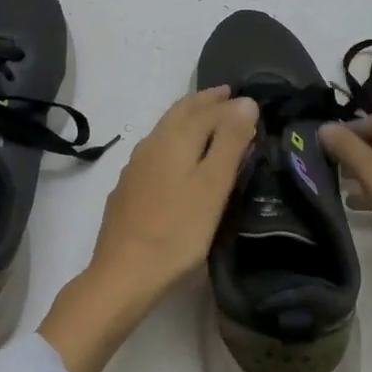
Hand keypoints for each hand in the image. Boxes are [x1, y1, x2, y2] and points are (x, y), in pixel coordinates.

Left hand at [40, 87, 257, 371]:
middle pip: (180, 112)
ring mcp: (135, 167)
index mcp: (173, 139)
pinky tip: (178, 159)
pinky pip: (156, 151)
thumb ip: (230, 142)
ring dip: (189, 120)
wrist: (123, 274)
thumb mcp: (213, 186)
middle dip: (204, 102)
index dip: (228, 103)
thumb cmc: (177, 231)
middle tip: (226, 96)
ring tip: (208, 123)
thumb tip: (245, 101)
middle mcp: (151, 145)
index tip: (247, 100)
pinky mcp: (128, 189)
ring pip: (165, 130)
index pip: (205, 109)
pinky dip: (175, 142)